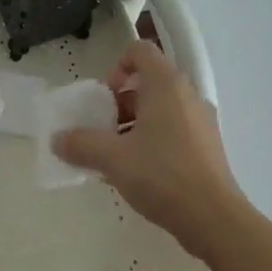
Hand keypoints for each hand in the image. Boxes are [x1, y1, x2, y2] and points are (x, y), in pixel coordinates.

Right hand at [52, 39, 245, 254]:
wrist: (213, 219)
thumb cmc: (161, 175)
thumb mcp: (112, 158)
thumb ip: (81, 144)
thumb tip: (57, 140)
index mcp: (166, 85)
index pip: (140, 50)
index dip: (116, 66)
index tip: (104, 98)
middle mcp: (187, 95)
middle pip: (148, 81)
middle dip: (120, 101)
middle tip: (104, 129)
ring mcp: (201, 120)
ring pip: (161, 107)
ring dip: (135, 123)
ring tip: (117, 155)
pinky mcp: (208, 146)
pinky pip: (174, 128)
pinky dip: (154, 139)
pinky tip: (139, 171)